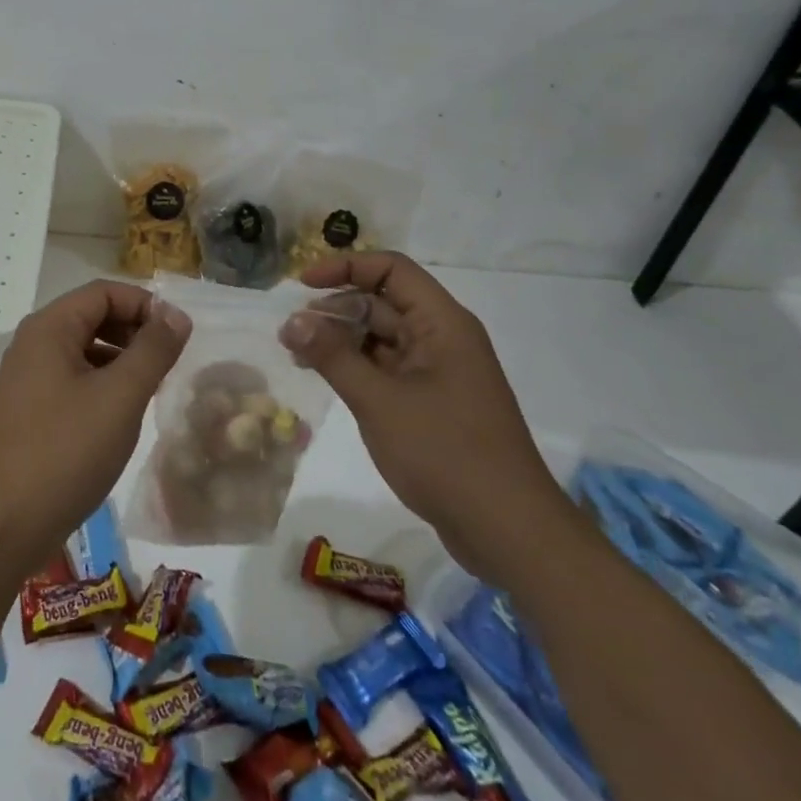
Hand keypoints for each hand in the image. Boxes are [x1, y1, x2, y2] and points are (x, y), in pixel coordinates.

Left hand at [0, 281, 190, 578]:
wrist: (5, 524)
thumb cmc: (66, 452)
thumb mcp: (120, 397)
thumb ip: (152, 351)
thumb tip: (176, 315)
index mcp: (49, 328)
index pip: (103, 292)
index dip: (144, 304)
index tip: (179, 334)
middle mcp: (32, 343)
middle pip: (91, 316)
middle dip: (133, 330)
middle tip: (169, 361)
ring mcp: (25, 377)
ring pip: (82, 348)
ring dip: (120, 357)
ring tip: (152, 386)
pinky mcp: (27, 408)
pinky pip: (71, 377)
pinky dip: (101, 382)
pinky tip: (121, 413)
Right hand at [279, 251, 574, 581]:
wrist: (509, 533)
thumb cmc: (446, 454)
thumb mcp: (378, 401)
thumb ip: (332, 355)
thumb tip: (291, 320)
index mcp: (442, 324)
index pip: (391, 269)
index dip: (345, 267)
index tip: (302, 285)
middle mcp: (443, 339)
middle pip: (383, 302)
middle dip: (335, 310)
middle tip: (292, 332)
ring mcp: (439, 373)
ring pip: (381, 337)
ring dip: (340, 340)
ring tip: (298, 355)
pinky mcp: (433, 403)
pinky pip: (387, 368)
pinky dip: (355, 367)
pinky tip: (326, 378)